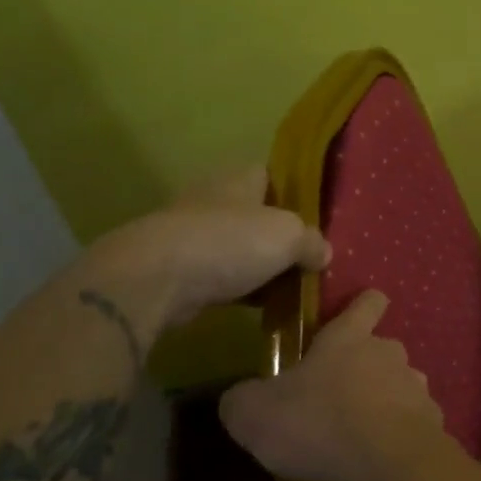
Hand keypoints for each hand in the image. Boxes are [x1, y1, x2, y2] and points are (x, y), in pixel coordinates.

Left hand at [90, 166, 330, 325]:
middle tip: (309, 257)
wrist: (157, 278)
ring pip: (239, 246)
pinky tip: (261, 306)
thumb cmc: (229, 242)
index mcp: (240, 177)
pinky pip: (221, 275)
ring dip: (260, 265)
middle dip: (279, 235)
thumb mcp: (289, 236)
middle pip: (257, 213)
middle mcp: (215, 198)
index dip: (296, 192)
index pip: (273, 174)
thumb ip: (312, 241)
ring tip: (291, 285)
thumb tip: (323, 253)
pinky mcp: (178, 268)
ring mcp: (193, 233)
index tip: (317, 216)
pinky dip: (240, 288)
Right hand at [220, 291, 447, 480]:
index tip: (363, 306)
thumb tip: (238, 398)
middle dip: (364, 367)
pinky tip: (381, 457)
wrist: (388, 462)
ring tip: (360, 431)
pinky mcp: (432, 422)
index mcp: (348, 338)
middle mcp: (388, 353)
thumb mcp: (255, 414)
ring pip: (399, 385)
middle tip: (338, 396)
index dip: (364, 303)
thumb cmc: (318, 422)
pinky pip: (413, 421)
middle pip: (381, 348)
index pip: (365, 304)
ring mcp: (416, 386)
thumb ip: (242, 400)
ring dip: (383, 401)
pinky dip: (399, 434)